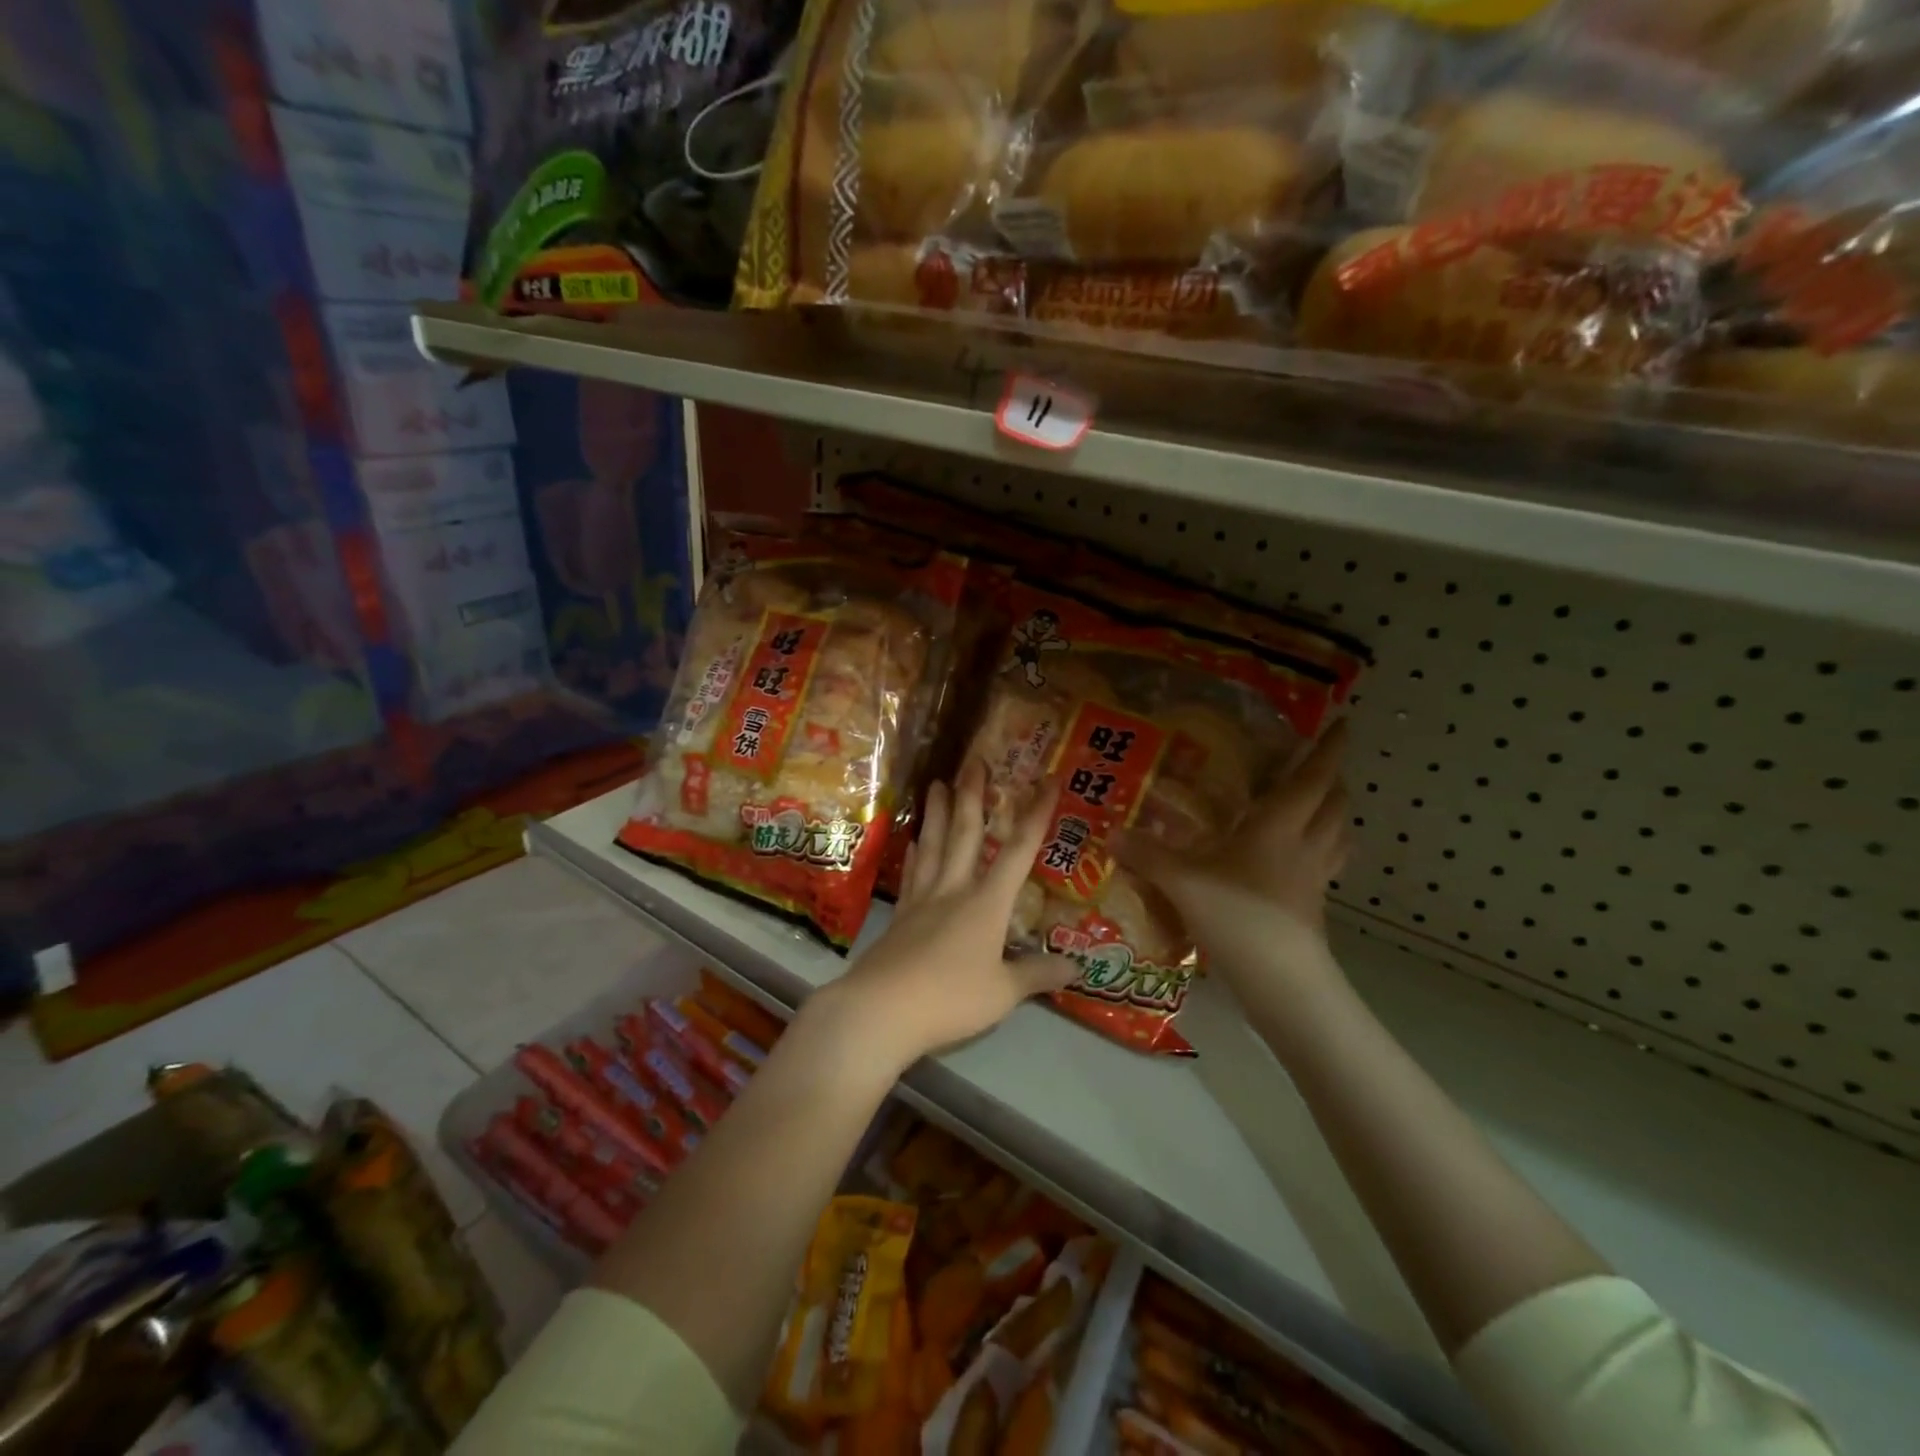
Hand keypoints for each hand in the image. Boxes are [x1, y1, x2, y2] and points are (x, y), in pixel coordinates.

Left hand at [818, 760, 1076, 1070]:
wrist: (883, 1009)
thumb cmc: (951, 999)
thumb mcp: (1004, 993)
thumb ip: (1038, 975)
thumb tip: (1077, 966)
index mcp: (987, 903)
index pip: (1019, 850)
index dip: (1036, 814)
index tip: (1047, 780)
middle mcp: (955, 889)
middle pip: (965, 833)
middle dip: (973, 796)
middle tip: (973, 761)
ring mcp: (923, 900)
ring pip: (933, 845)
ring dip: (937, 813)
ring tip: (936, 783)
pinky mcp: (900, 916)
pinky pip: (912, 874)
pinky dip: (915, 854)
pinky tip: (913, 841)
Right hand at [1117, 720, 1351, 993]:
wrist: (1279, 980)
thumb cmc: (1236, 916)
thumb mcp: (1181, 882)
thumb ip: (1147, 855)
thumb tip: (1111, 833)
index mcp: (1279, 827)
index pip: (1312, 778)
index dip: (1328, 749)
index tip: (1341, 724)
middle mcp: (1305, 846)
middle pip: (1335, 804)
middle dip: (1333, 779)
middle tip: (1317, 765)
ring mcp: (1315, 878)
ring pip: (1339, 834)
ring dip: (1334, 813)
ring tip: (1317, 805)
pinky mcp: (1314, 905)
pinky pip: (1328, 864)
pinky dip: (1323, 849)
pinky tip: (1298, 858)